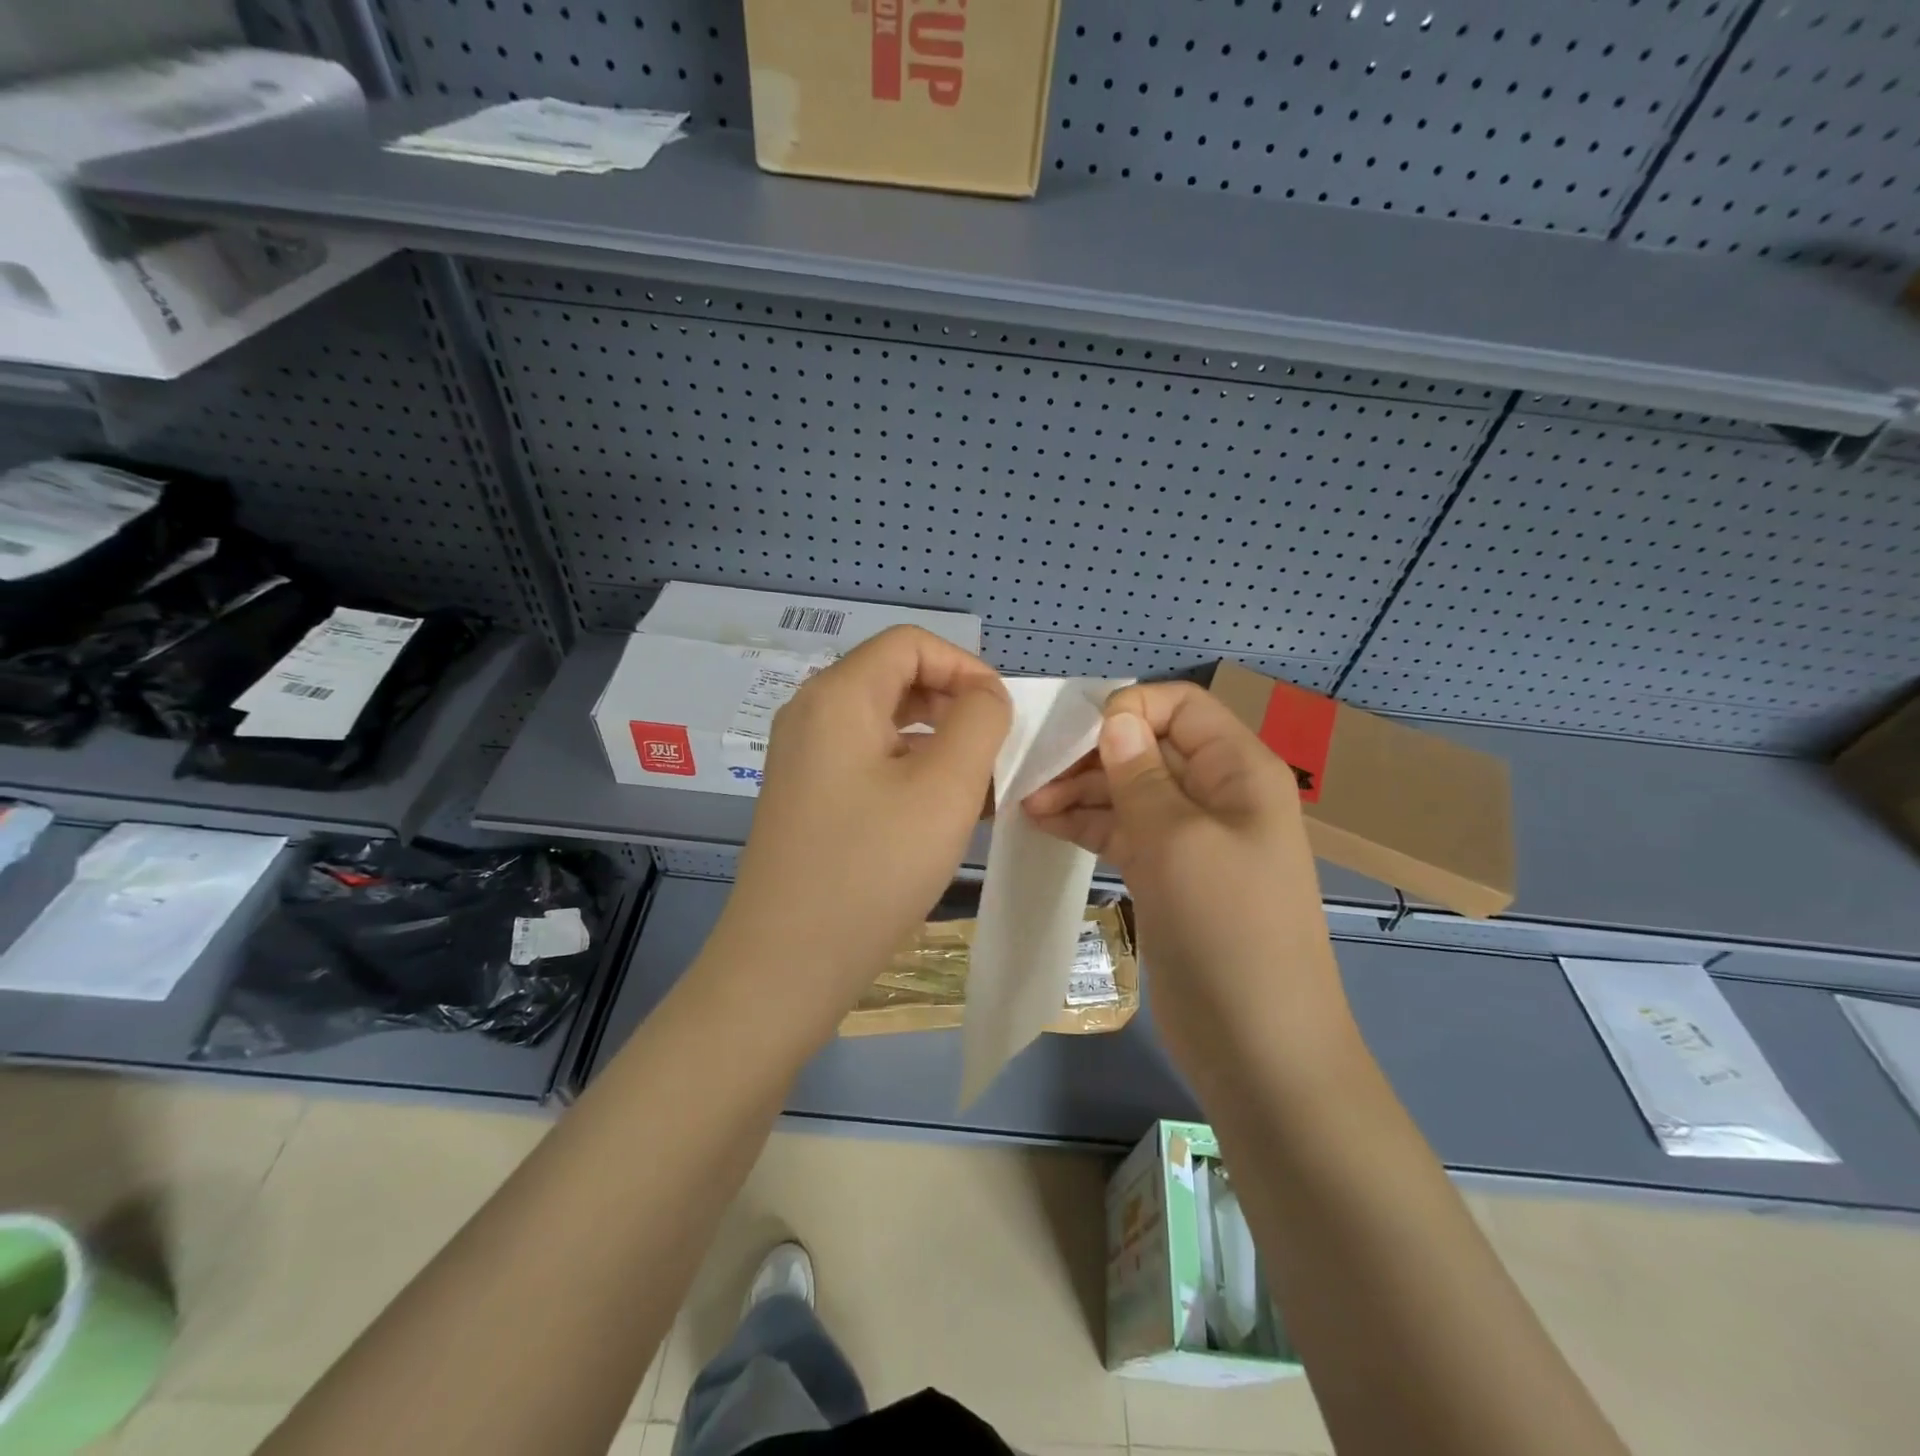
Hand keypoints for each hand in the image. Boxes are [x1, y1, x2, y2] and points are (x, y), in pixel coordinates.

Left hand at [706, 626, 1009, 1037]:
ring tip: (981, 791)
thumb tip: (985, 695)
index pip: (911, 644)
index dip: (966, 667)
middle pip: (896, 679)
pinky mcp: (807, 796)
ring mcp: (803, 757)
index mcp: (838, 695)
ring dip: (939, 745)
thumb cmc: (872, 868)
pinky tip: (943, 816)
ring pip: (886, 725)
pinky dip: (911, 773)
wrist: (786, 963)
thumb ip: (979, 721)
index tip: (1002, 716)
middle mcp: (812, 713)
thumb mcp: (946, 787)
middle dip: (955, 707)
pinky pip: (868, 762)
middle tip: (996, 755)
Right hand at [1022, 682, 1352, 1073]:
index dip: (1129, 709)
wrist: (1258, 1044)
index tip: (1076, 735)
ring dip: (1080, 791)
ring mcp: (1191, 838)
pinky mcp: (1167, 875)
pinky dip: (1087, 824)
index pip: (1181, 707)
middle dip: (1092, 753)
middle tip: (1034, 774)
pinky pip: (1123, 831)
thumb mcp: (1178, 840)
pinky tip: (1044, 825)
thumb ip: (1140, 774)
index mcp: (1238, 770)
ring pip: (1129, 791)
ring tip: (1026, 804)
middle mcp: (1217, 794)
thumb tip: (1114, 716)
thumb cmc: (1227, 927)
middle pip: (1148, 747)